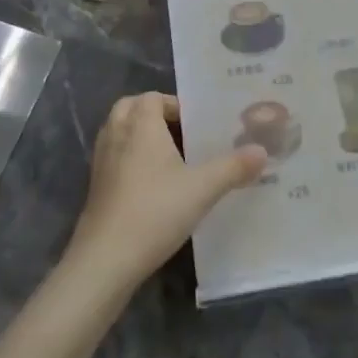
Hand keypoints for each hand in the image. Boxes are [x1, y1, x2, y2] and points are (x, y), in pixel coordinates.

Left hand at [67, 93, 265, 287]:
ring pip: (118, 133)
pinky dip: (129, 159)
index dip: (173, 103)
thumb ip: (233, 168)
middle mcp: (116, 136)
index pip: (151, 97)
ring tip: (169, 156)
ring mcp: (101, 163)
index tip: (196, 123)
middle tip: (180, 132)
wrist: (105, 260)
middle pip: (129, 108)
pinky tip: (151, 184)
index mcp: (140, 126)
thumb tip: (262, 151)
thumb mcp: (202, 189)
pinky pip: (113, 157)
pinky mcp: (95, 188)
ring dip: (139, 135)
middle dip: (152, 114)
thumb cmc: (155, 211)